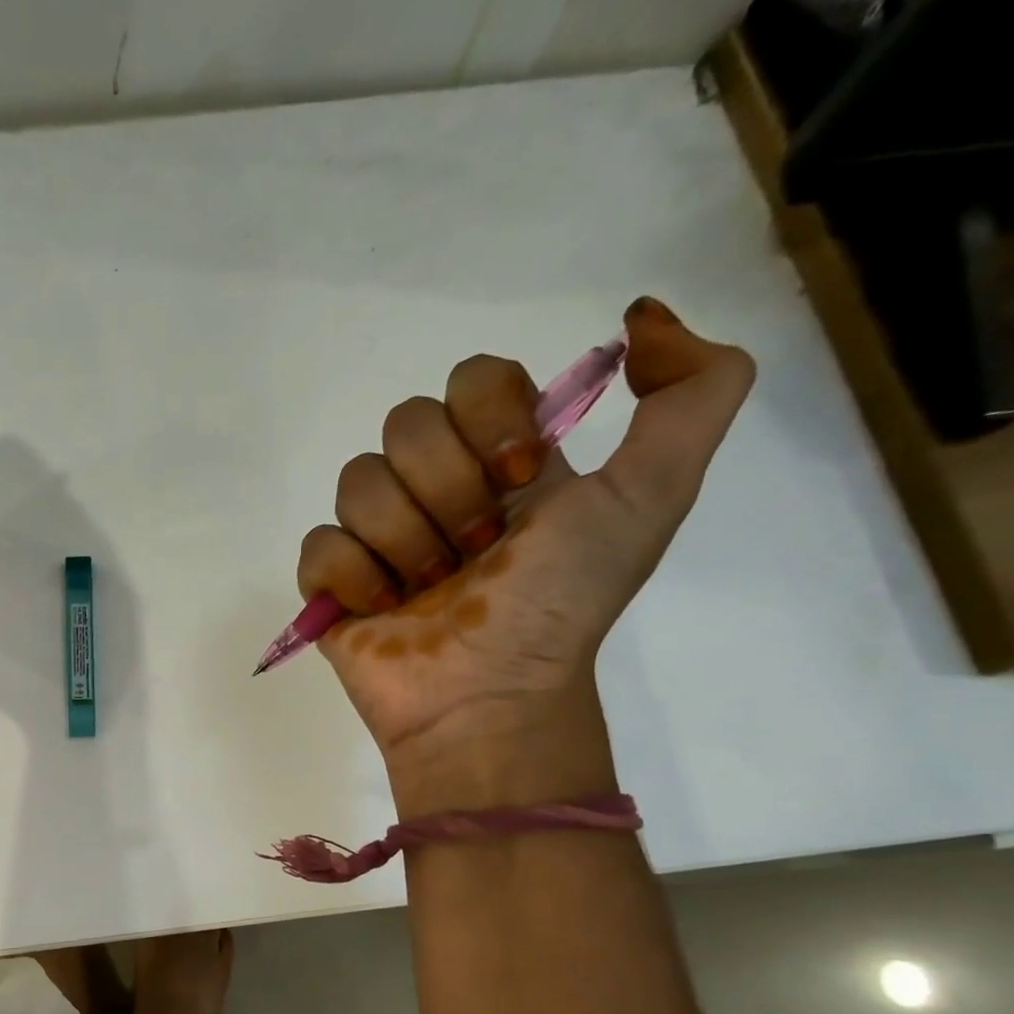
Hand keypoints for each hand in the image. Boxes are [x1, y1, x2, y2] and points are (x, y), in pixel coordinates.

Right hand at [296, 297, 755, 775]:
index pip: (472, 378)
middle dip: (446, 491)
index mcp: (500, 461)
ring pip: (357, 481)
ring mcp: (377, 536)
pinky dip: (355, 578)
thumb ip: (694, 393)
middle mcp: (435, 488)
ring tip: (429, 590)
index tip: (518, 478)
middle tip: (475, 551)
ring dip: (404, 541)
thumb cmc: (560, 603)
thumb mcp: (652, 496)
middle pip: (406, 424)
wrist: (489, 696)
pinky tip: (384, 609)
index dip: (490, 418)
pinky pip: (320, 544)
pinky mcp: (331, 582)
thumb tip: (641, 317)